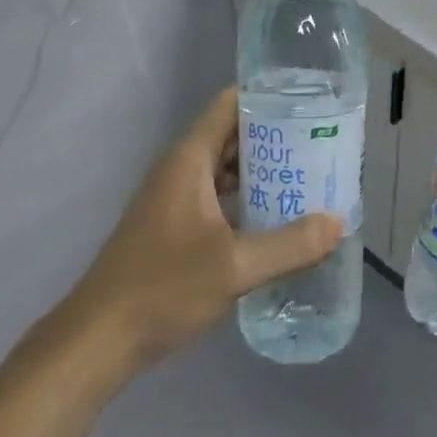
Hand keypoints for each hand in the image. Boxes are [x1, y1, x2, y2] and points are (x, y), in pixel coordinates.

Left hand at [50, 87, 342, 375]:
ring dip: (264, 169)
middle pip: (233, 134)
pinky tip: (279, 215)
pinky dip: (249, 197)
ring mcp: (176, 198)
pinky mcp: (176, 226)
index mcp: (189, 160)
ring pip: (227, 168)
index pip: (230, 104)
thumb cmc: (163, 288)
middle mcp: (181, 169)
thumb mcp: (234, 267)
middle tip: (323, 140)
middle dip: (277, 135)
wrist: (99, 340)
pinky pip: (220, 196)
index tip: (310, 100)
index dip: (268, 96)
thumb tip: (338, 223)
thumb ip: (290, 245)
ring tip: (311, 173)